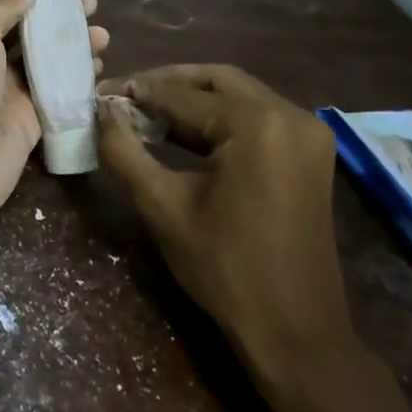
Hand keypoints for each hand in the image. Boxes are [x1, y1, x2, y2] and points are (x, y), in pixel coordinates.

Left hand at [0, 0, 108, 241]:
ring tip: (102, 32)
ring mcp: (10, 86)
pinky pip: (59, 88)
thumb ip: (4, 1)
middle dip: (61, 7)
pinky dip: (79, 75)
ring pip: (48, 54)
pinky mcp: (30, 117)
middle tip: (91, 0)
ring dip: (74, 40)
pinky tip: (98, 65)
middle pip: (32, 22)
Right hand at [98, 65, 349, 378]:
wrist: (295, 332)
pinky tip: (183, 133)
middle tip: (125, 96)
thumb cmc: (225, 268)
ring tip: (146, 112)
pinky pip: (257, 116)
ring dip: (193, 99)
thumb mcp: (162, 206)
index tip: (101, 93)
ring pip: (238, 94)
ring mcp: (307, 132)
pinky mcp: (310, 152)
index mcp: (257, 124)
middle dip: (167, 84)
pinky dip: (219, 118)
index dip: (138, 92)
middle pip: (216, 80)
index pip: (183, 93)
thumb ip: (125, 151)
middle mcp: (290, 115)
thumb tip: (100, 111)